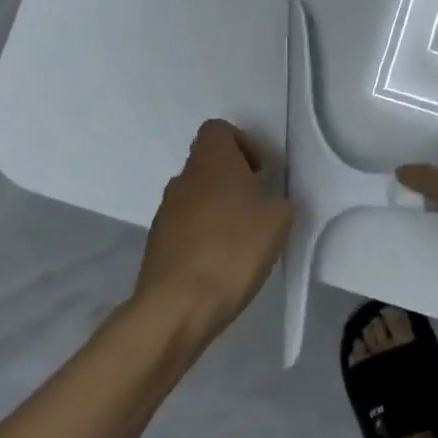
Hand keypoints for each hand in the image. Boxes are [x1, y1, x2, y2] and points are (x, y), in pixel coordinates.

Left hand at [132, 120, 294, 343]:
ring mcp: (165, 213)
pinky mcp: (157, 245)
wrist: (177, 307)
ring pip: (196, 195)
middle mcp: (183, 179)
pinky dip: (204, 235)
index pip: (218, 129)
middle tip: (258, 205)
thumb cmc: (233, 249)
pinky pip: (186, 226)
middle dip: (234, 179)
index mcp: (212, 162)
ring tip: (242, 238)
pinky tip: (222, 262)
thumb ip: (278, 200)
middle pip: (208, 163)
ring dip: (219, 208)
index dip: (242, 142)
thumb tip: (268, 202)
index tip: (261, 170)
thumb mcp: (279, 219)